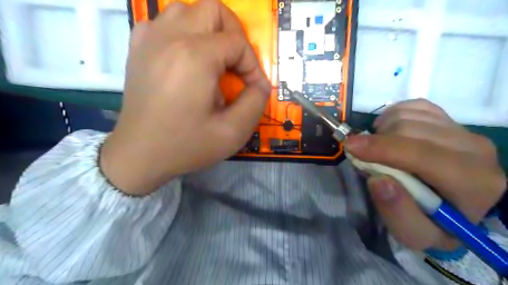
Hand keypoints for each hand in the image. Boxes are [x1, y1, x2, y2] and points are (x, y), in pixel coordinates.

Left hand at [100, 0, 270, 195]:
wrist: (139, 155)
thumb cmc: (185, 145)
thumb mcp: (232, 132)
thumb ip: (256, 102)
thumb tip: (260, 84)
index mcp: (194, 56)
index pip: (237, 43)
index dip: (253, 65)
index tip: (253, 88)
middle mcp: (169, 37)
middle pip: (213, 10)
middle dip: (235, 35)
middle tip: (238, 65)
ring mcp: (149, 39)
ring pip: (188, 10)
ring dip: (210, 31)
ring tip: (215, 60)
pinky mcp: (138, 47)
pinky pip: (166, 23)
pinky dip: (185, 33)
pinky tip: (188, 58)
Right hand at [344, 99, 504, 249]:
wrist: (453, 204)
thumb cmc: (433, 223)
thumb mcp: (414, 234)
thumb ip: (398, 213)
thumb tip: (378, 180)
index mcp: (473, 183)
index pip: (424, 155)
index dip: (382, 149)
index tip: (350, 146)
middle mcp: (475, 149)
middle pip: (411, 129)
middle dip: (377, 141)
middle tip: (363, 157)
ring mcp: (463, 129)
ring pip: (409, 115)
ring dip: (382, 130)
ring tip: (378, 149)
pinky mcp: (450, 119)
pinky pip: (413, 106)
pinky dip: (392, 116)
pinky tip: (388, 133)